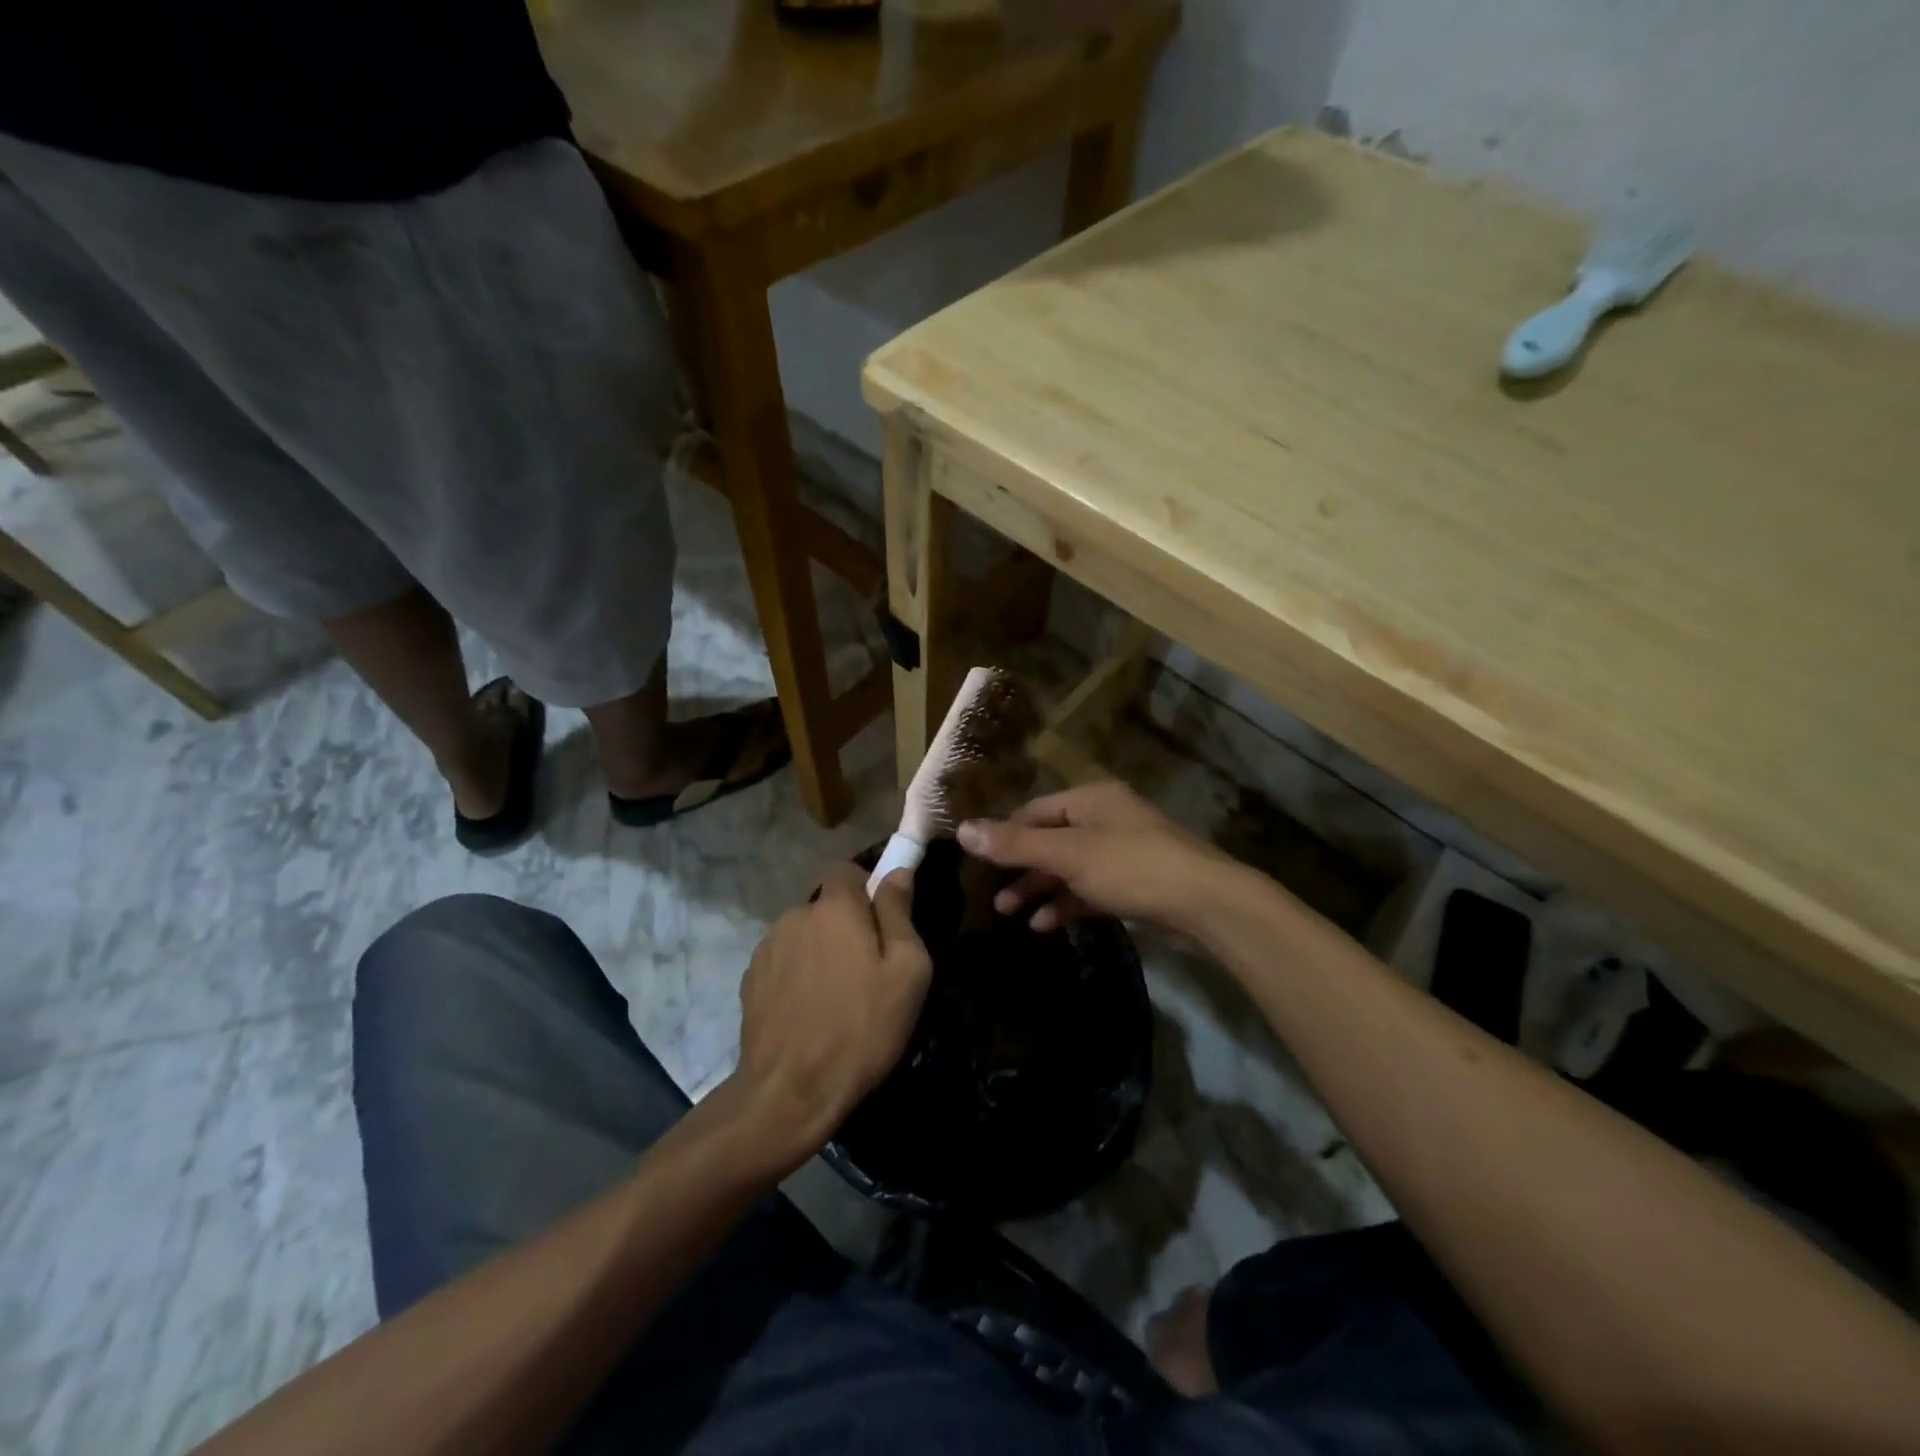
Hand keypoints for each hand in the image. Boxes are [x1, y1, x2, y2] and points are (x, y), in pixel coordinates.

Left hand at [732, 865, 932, 1155]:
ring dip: (819, 951)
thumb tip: (897, 871)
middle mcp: (795, 916)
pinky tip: (808, 1013)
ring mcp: (767, 948)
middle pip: (825, 905)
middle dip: (845, 925)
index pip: (846, 869)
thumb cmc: (862, 1028)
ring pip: (803, 934)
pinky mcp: (750, 981)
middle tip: (866, 969)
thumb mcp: (907, 971)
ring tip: (835, 997)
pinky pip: (782, 962)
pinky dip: (797, 975)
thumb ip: (899, 912)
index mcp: (835, 907)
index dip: (866, 887)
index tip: (882, 920)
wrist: (790, 1092)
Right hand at [956, 781, 1240, 935]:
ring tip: (1009, 913)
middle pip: (1050, 840)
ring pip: (1068, 868)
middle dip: (1020, 867)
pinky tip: (1044, 925)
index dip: (1004, 834)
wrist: (1205, 905)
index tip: (976, 861)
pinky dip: (1066, 904)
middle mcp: (1105, 819)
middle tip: (990, 894)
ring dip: (1039, 888)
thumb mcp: (1068, 854)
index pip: (1034, 811)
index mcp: (1091, 799)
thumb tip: (962, 830)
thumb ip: (1015, 844)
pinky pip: (1088, 890)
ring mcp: (1121, 853)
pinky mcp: (1133, 885)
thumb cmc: (1132, 867)